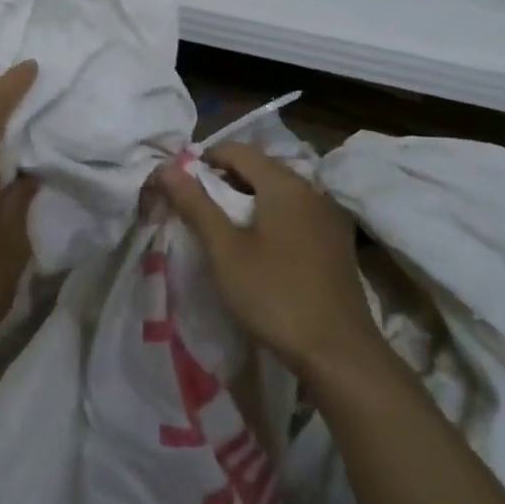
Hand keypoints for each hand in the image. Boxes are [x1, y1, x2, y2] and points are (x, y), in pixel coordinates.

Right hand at [158, 144, 376, 381]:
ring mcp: (328, 215)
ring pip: (278, 191)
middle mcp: (311, 189)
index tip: (181, 186)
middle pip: (259, 167)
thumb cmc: (274, 295)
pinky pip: (295, 212)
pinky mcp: (335, 241)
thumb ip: (195, 204)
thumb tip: (166, 168)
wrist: (339, 353)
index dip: (204, 160)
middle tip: (196, 209)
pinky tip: (257, 247)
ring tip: (222, 229)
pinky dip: (270, 216)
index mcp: (284, 183)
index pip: (237, 150)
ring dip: (247, 199)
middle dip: (224, 180)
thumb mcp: (225, 250)